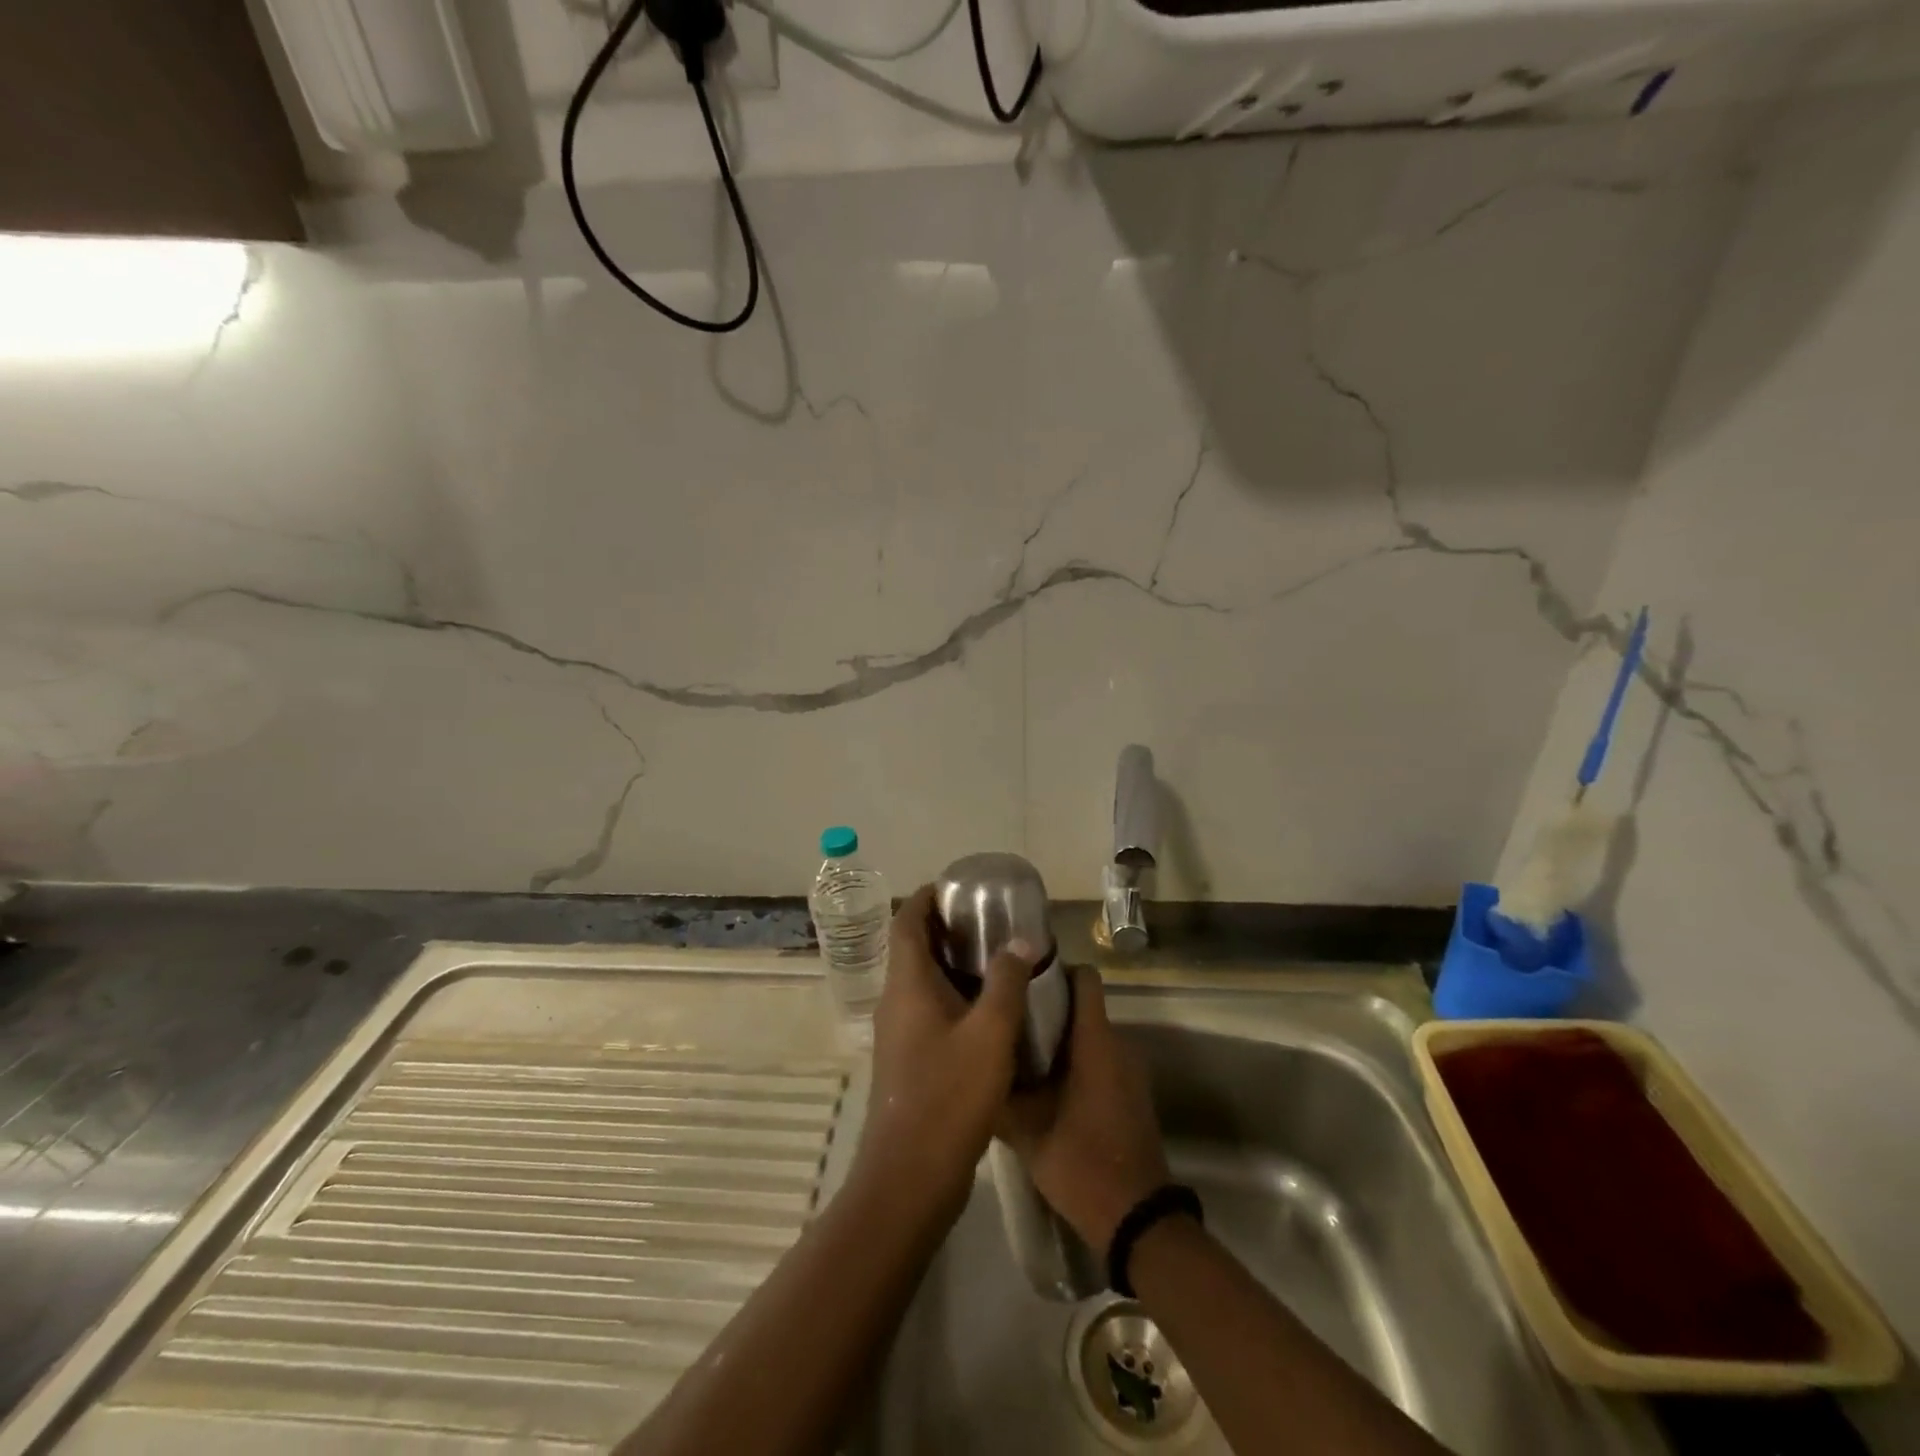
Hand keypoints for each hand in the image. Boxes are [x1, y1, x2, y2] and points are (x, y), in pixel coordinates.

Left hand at [852, 885, 1037, 1218]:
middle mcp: (896, 1002)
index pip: (907, 922)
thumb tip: (1021, 942)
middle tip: (987, 920)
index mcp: (907, 985)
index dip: (927, 898)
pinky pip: (929, 1010)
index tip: (957, 887)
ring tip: (995, 958)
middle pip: (912, 949)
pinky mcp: (909, 1061)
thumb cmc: (949, 1096)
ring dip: (951, 964)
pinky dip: (954, 996)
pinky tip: (989, 1011)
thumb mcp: (990, 1034)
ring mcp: (899, 1034)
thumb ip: (1006, 983)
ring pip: (922, 982)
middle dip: (945, 928)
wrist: (910, 1176)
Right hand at [998, 966, 1168, 1255]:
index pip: (1085, 977)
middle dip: (1046, 1005)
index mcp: (1096, 1041)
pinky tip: (1042, 1084)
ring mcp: (1128, 1071)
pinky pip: (1099, 1059)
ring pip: (1089, 1034)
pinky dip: (1073, 1060)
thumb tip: (973, 1063)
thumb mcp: (1028, 1130)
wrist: (1137, 1220)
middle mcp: (1118, 1045)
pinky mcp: (1129, 1094)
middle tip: (1006, 1015)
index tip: (1022, 976)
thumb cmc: (1082, 1163)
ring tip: (1016, 1048)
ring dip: (1058, 1036)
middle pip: (1082, 1005)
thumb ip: (1000, 1092)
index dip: (1055, 968)